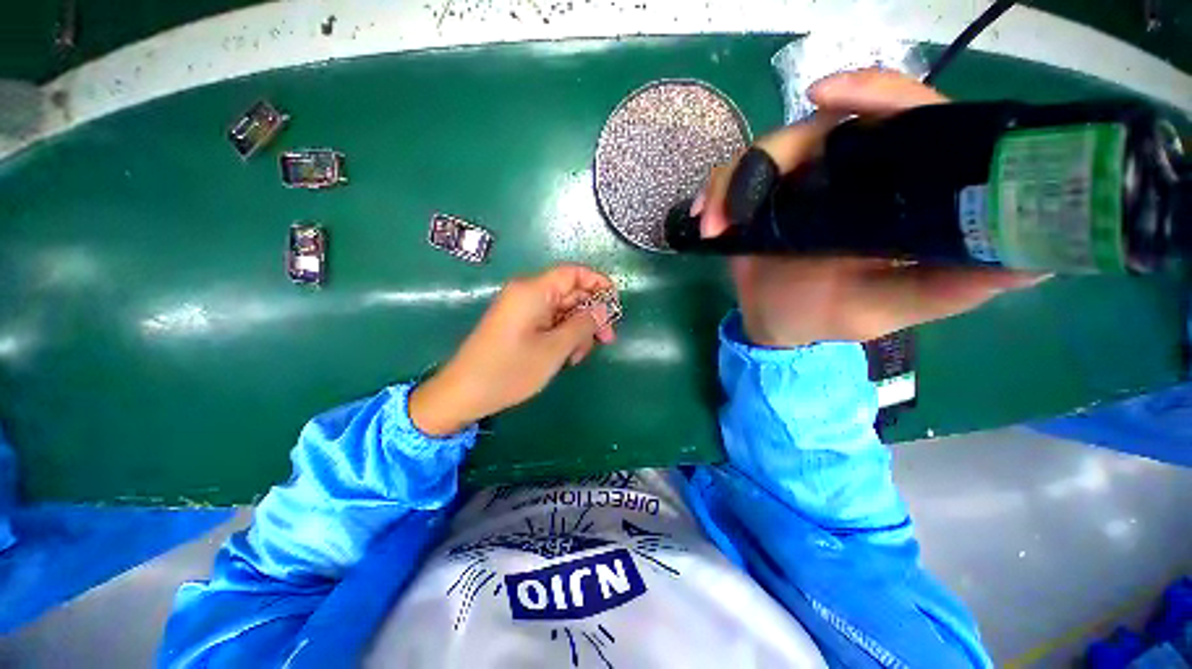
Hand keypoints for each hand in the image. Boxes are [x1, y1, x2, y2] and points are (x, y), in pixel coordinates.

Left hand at [409, 264, 617, 435]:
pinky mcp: (519, 325)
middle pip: (570, 293)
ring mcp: (522, 310)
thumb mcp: (555, 349)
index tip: (615, 305)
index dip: (598, 283)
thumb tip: (604, 309)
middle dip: (590, 315)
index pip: (574, 273)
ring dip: (577, 330)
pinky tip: (566, 357)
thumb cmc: (511, 370)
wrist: (464, 393)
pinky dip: (562, 336)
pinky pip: (549, 322)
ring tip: (579, 357)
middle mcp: (527, 293)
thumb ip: (583, 324)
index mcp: (534, 290)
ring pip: (562, 311)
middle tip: (606, 340)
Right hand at [694, 69, 1044, 347]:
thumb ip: (952, 284)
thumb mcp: (894, 305)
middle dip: (771, 155)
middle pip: (815, 129)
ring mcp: (796, 184)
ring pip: (763, 153)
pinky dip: (713, 196)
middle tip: (742, 201)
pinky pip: (729, 180)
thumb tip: (1036, 258)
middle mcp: (846, 173)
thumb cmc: (832, 316)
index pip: (901, 119)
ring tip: (715, 226)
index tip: (826, 96)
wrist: (778, 325)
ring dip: (731, 186)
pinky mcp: (758, 198)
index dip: (873, 95)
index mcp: (890, 187)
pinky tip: (703, 221)